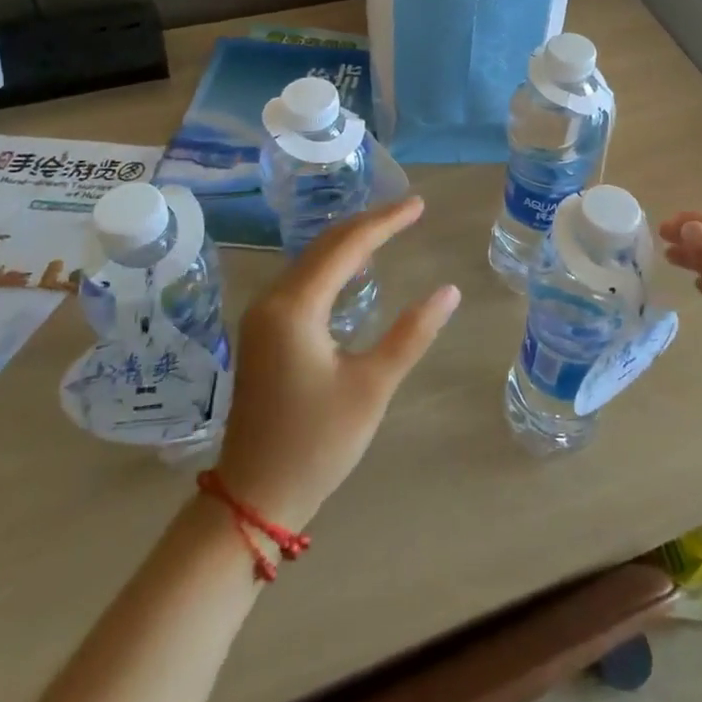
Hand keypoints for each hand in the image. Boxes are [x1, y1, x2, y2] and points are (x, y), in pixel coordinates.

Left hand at [214, 196, 458, 533]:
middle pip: (324, 245)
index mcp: (295, 307)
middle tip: (410, 210)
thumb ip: (411, 334)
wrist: (253, 496)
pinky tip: (354, 268)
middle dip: (369, 224)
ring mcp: (261, 316)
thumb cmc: (317, 443)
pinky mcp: (262, 333)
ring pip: (311, 260)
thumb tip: (449, 291)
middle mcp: (272, 300)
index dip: (385, 222)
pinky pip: (302, 280)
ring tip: (389, 229)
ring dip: (349, 242)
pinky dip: (333, 265)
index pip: (346, 246)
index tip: (419, 206)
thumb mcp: (372, 387)